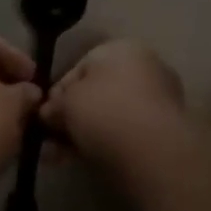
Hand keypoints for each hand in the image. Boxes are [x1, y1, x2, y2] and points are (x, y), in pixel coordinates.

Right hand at [42, 40, 189, 163]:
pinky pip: (126, 135)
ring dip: (83, 134)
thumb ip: (54, 105)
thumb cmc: (104, 112)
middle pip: (96, 93)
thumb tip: (49, 114)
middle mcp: (145, 68)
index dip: (58, 91)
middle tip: (51, 140)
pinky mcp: (165, 133)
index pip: (80, 66)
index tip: (44, 115)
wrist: (153, 154)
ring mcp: (159, 101)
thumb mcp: (66, 103)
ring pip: (109, 117)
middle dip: (71, 117)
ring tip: (60, 157)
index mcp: (123, 48)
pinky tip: (82, 162)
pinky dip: (104, 145)